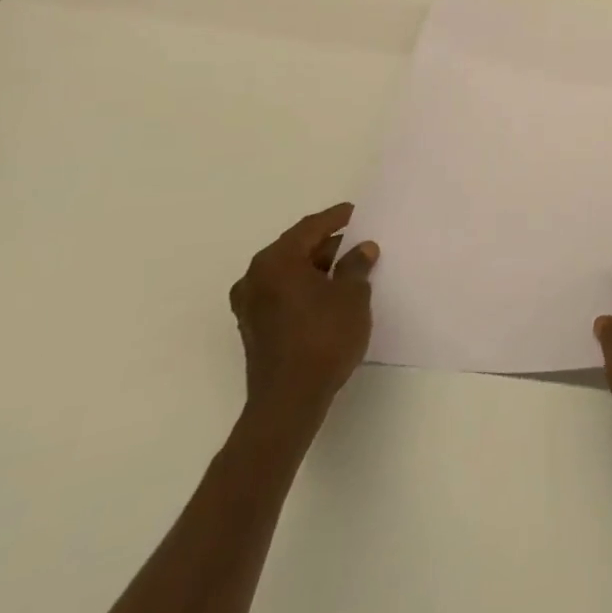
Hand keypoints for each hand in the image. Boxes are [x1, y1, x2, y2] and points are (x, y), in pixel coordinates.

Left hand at [229, 203, 377, 426]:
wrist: (289, 400)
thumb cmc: (323, 337)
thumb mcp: (352, 295)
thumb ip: (356, 266)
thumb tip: (361, 249)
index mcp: (276, 261)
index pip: (310, 228)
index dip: (336, 218)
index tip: (356, 212)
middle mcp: (255, 277)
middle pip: (295, 249)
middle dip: (326, 244)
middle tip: (356, 240)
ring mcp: (250, 305)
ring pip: (288, 273)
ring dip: (315, 267)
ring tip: (348, 267)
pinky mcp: (253, 327)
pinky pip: (282, 293)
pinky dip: (304, 287)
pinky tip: (329, 293)